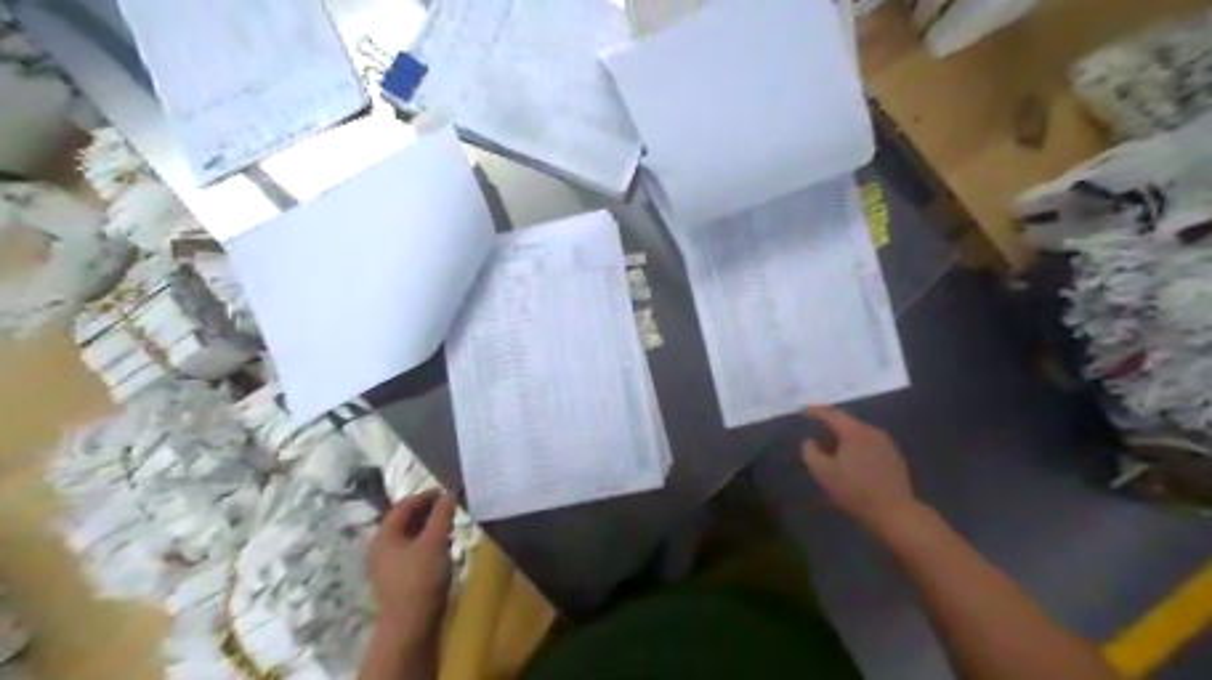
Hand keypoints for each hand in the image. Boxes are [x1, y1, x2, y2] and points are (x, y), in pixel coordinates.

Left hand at [367, 492, 457, 634]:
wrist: (411, 625)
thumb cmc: (421, 578)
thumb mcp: (435, 541)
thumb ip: (442, 514)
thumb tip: (450, 492)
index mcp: (384, 535)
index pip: (403, 506)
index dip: (425, 496)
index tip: (447, 492)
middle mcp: (381, 547)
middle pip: (404, 520)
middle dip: (427, 510)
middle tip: (450, 506)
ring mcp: (388, 565)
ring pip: (409, 536)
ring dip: (428, 526)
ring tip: (449, 523)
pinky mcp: (398, 578)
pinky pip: (412, 550)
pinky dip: (427, 541)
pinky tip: (442, 544)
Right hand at [802, 406, 917, 534]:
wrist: (895, 512)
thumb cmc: (855, 490)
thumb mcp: (823, 472)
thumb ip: (811, 452)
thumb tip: (810, 441)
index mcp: (854, 431)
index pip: (831, 414)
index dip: (815, 411)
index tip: (803, 413)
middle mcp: (872, 431)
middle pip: (847, 423)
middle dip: (830, 427)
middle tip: (817, 435)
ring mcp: (886, 444)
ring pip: (860, 434)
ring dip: (845, 439)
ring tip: (833, 451)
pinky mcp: (894, 457)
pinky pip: (870, 445)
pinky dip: (858, 449)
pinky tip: (853, 463)